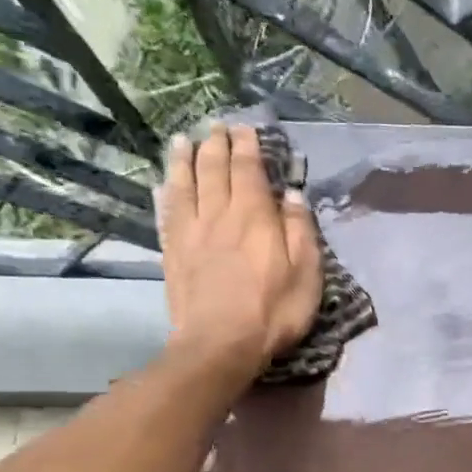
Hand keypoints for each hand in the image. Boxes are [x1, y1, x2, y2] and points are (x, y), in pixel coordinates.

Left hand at [156, 123, 320, 386]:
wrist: (219, 345)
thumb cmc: (273, 312)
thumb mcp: (306, 274)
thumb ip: (300, 230)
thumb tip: (292, 194)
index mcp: (254, 216)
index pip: (248, 169)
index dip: (247, 146)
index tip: (246, 128)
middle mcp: (218, 214)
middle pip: (213, 169)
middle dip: (216, 144)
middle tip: (217, 126)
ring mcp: (190, 231)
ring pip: (185, 183)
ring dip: (185, 158)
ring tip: (184, 139)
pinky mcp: (172, 251)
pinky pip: (167, 210)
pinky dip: (167, 190)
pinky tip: (165, 183)